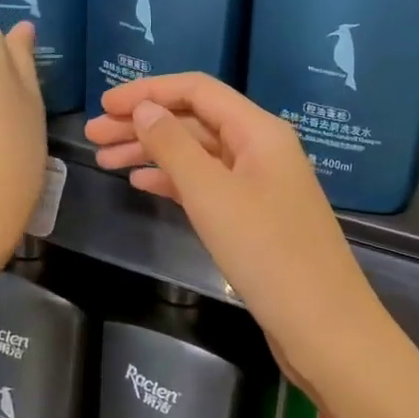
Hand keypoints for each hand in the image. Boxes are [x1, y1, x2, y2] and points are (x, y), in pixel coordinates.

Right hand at [84, 73, 392, 387]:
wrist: (324, 327)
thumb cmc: (267, 253)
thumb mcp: (212, 194)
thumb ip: (173, 145)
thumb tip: (144, 108)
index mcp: (258, 130)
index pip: (196, 90)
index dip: (149, 91)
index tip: (105, 104)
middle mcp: (260, 147)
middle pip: (193, 120)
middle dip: (143, 123)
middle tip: (93, 135)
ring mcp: (258, 182)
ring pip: (196, 153)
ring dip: (152, 152)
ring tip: (104, 159)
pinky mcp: (253, 214)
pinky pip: (206, 183)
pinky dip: (172, 180)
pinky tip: (141, 183)